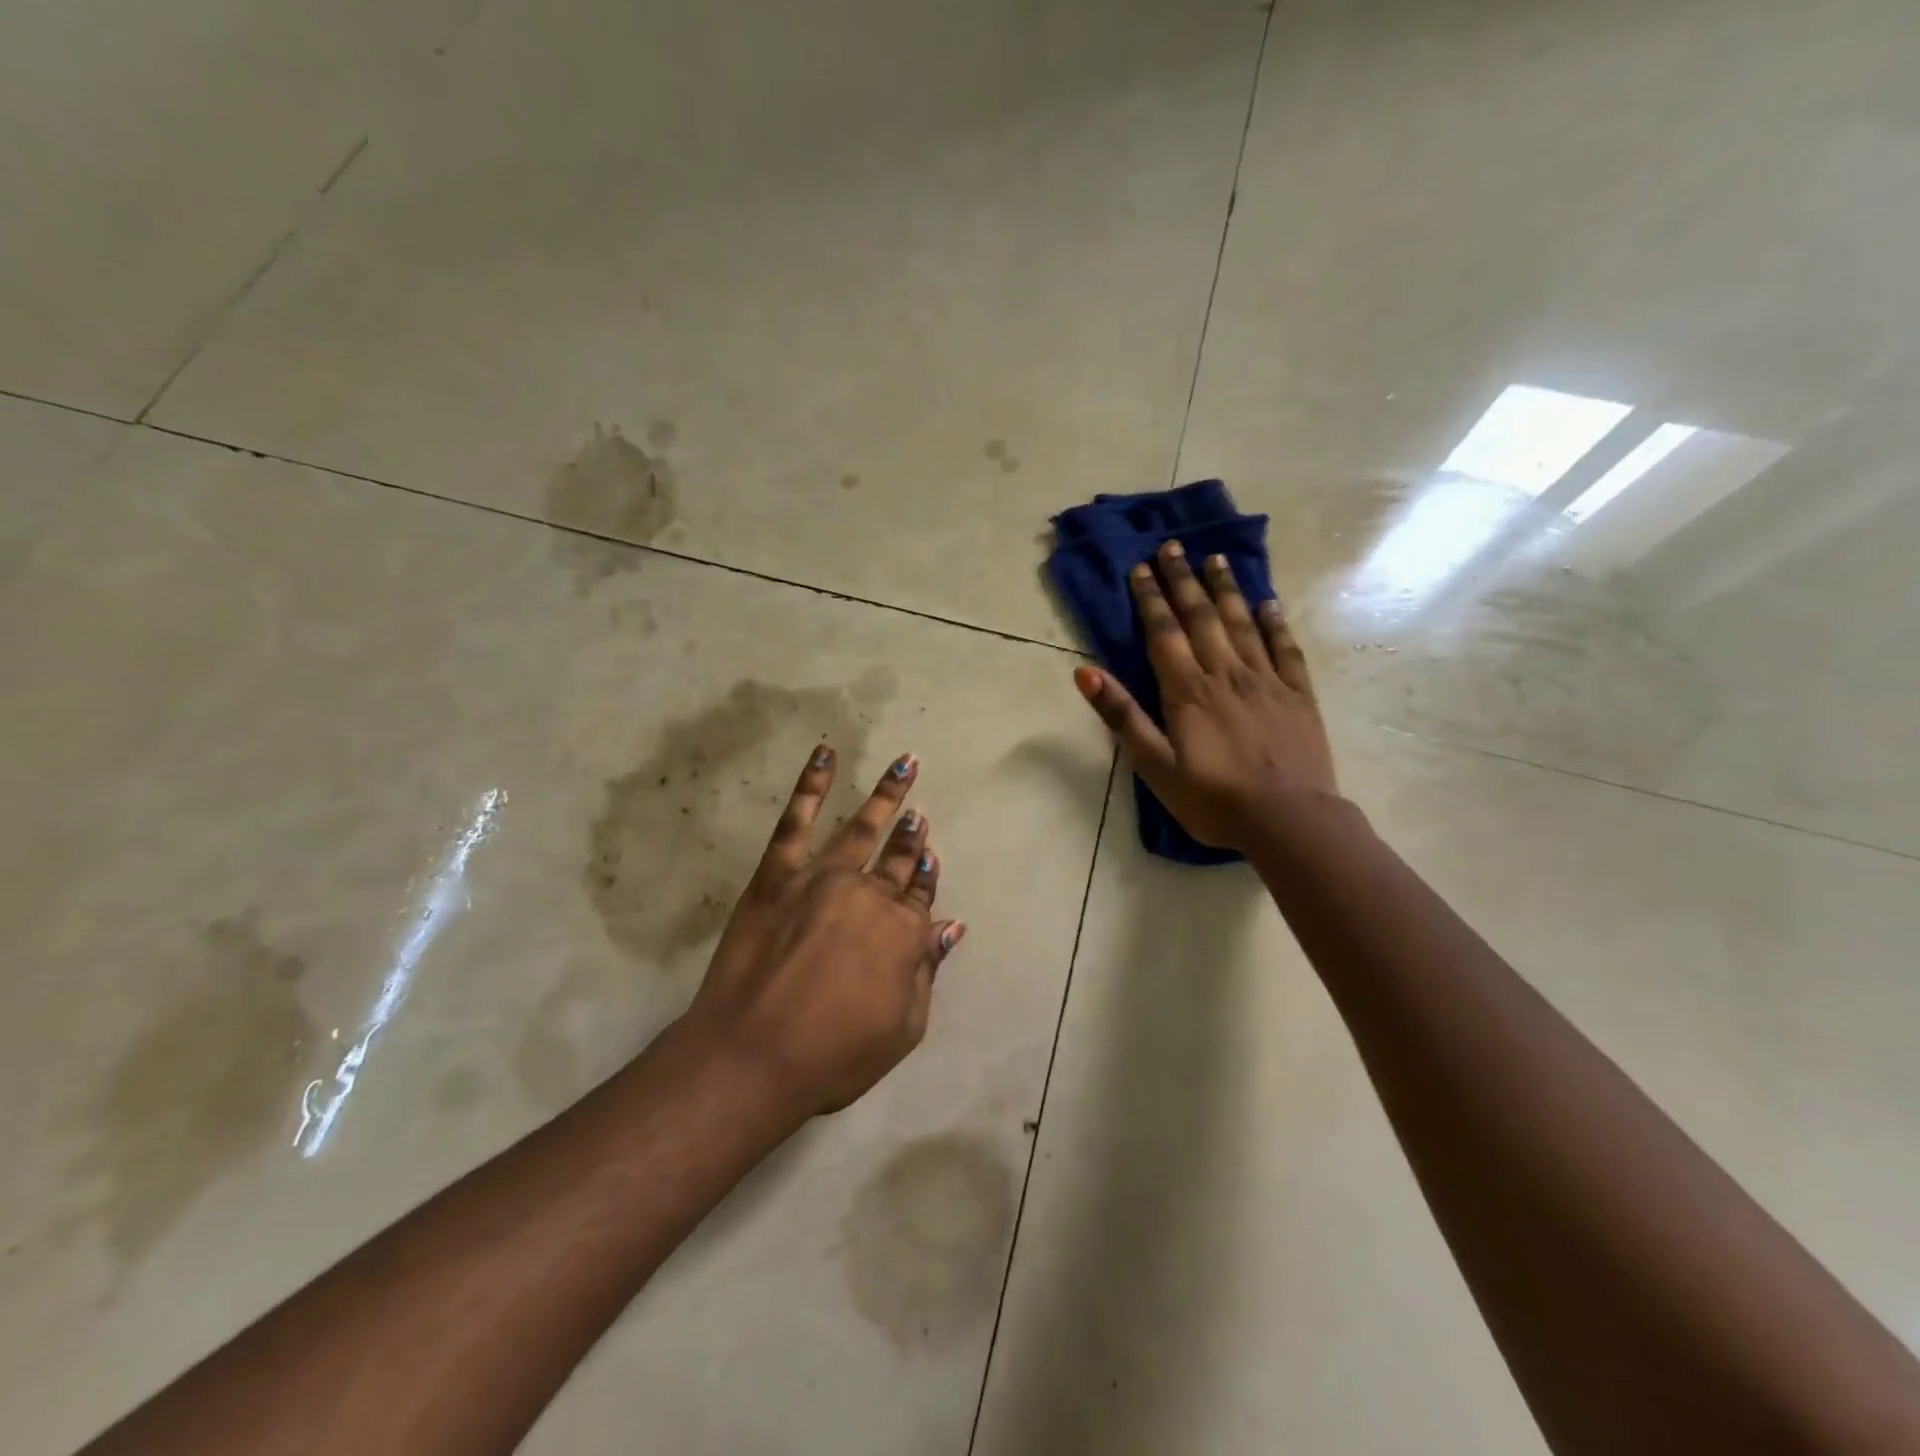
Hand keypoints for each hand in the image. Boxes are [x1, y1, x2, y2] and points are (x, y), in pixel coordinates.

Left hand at [681, 746, 963, 1116]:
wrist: (752, 1056)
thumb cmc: (833, 1056)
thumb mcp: (902, 1028)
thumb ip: (927, 972)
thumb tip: (952, 926)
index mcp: (902, 933)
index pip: (921, 895)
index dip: (926, 876)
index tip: (930, 855)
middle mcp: (869, 895)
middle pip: (896, 859)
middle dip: (910, 835)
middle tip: (918, 812)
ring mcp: (822, 878)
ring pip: (861, 827)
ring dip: (886, 794)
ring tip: (903, 764)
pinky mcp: (777, 875)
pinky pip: (796, 821)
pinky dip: (812, 785)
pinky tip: (825, 755)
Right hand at [1073, 540, 1339, 852]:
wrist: (1289, 821)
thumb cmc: (1213, 800)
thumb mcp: (1155, 767)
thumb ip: (1123, 717)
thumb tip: (1085, 673)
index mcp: (1188, 691)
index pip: (1164, 633)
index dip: (1150, 599)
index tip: (1141, 567)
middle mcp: (1226, 674)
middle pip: (1201, 618)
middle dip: (1183, 581)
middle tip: (1173, 547)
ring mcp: (1267, 681)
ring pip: (1242, 624)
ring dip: (1226, 590)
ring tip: (1215, 559)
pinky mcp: (1298, 695)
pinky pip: (1285, 648)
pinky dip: (1274, 622)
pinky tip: (1267, 603)